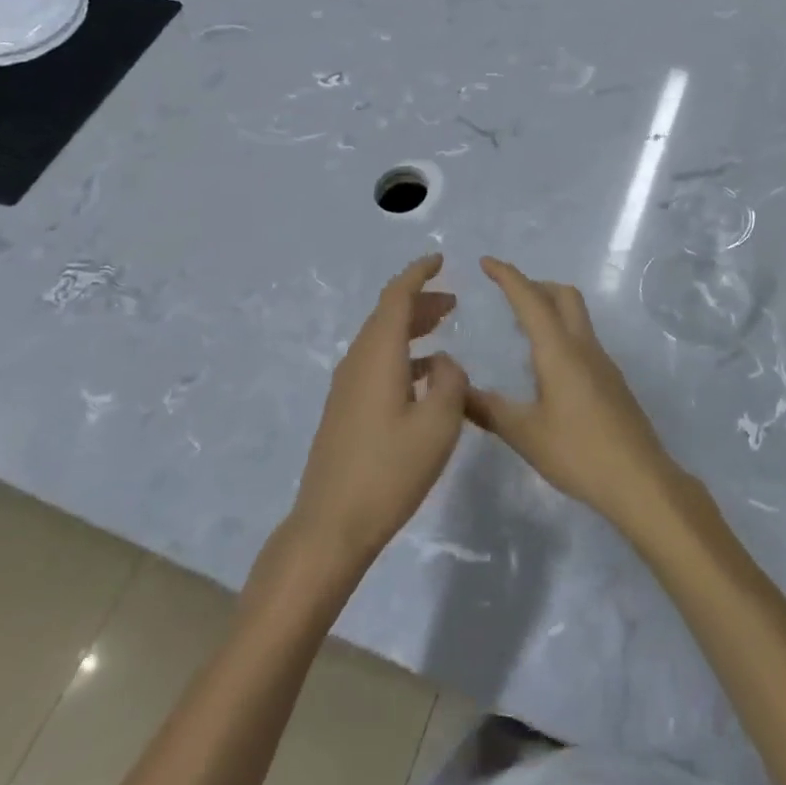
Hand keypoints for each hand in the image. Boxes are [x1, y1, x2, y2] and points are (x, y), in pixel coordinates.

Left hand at [288, 255, 468, 579]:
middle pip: (388, 316)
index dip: (419, 274)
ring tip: (444, 330)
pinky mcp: (345, 410)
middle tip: (453, 301)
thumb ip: (451, 382)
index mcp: (378, 355)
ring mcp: (347, 387)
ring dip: (412, 329)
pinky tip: (426, 376)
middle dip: (420, 301)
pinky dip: (403, 355)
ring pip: (382, 340)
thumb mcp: (439, 424)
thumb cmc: (390, 471)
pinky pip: (376, 364)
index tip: (440, 259)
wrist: (331, 525)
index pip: (397, 297)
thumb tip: (445, 361)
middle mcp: (357, 362)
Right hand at [466, 257, 683, 529]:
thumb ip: (488, 409)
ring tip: (522, 328)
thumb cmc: (578, 452)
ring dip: (550, 308)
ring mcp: (603, 362)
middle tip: (507, 294)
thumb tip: (456, 389)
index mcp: (558, 350)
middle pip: (563, 295)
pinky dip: (561, 333)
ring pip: (577, 316)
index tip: (486, 261)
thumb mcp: (524, 433)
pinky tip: (548, 366)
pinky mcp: (612, 381)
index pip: (530, 299)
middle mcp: (583, 346)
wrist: (639, 480)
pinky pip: (583, 339)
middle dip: (535, 285)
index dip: (507, 276)